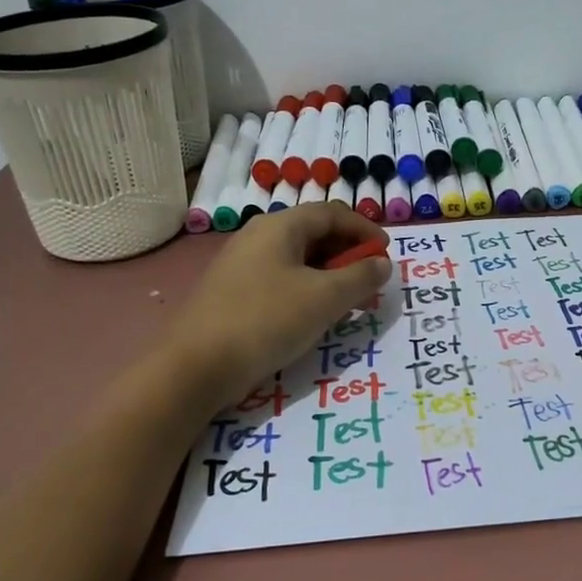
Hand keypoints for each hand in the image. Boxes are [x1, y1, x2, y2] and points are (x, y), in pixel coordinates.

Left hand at [169, 204, 391, 411]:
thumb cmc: (266, 321)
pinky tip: (312, 314)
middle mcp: (258, 236)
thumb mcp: (324, 299)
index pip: (332, 213)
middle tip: (369, 280)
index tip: (386, 254)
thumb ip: (360, 277)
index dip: (364, 229)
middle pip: (313, 232)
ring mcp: (241, 264)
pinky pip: (280, 278)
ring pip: (296, 258)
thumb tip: (381, 263)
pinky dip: (306, 288)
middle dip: (347, 252)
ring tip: (346, 300)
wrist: (195, 367)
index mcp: (280, 226)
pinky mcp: (232, 291)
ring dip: (328, 273)